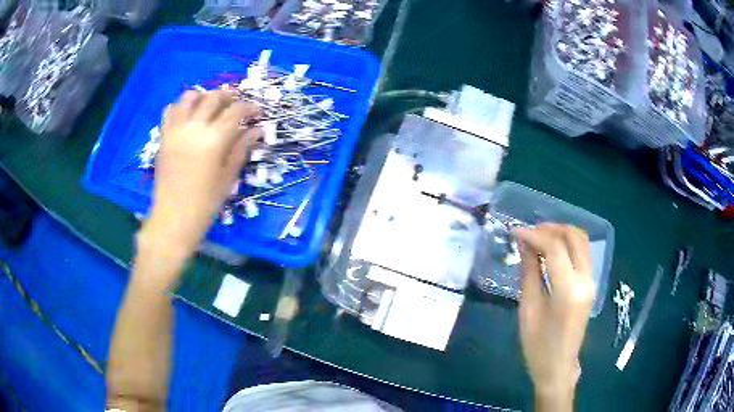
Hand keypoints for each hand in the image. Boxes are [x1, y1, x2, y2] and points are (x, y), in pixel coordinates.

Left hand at [141, 90, 258, 260]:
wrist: (174, 217)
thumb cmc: (205, 202)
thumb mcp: (228, 176)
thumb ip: (241, 148)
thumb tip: (257, 130)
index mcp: (214, 139)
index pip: (235, 111)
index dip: (249, 107)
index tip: (257, 110)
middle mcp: (194, 127)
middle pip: (213, 97)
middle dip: (228, 96)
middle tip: (236, 104)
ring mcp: (176, 130)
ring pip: (189, 97)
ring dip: (203, 96)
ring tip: (210, 105)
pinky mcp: (164, 137)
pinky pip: (170, 111)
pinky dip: (181, 106)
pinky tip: (188, 115)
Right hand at [512, 224, 593, 406]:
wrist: (558, 366)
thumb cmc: (538, 345)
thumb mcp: (529, 309)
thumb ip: (529, 272)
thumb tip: (525, 245)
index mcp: (568, 289)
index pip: (555, 248)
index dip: (534, 235)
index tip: (515, 232)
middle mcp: (585, 280)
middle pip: (574, 237)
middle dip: (550, 228)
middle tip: (528, 232)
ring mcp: (591, 281)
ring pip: (581, 242)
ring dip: (561, 234)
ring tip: (538, 238)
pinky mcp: (590, 285)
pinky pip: (582, 254)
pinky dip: (567, 245)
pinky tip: (551, 250)